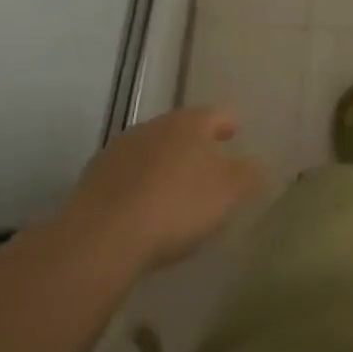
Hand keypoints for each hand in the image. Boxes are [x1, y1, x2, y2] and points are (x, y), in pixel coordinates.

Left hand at [68, 106, 268, 274]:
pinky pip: (126, 174)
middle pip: (181, 129)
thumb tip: (258, 164)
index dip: (229, 124)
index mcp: (190, 124)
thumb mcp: (228, 193)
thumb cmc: (177, 206)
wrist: (102, 237)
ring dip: (164, 163)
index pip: (217, 114)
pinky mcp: (94, 177)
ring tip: (174, 189)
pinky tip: (142, 208)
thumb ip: (249, 175)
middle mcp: (155, 126)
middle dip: (195, 144)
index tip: (235, 134)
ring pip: (152, 149)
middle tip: (208, 165)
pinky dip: (138, 184)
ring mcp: (120, 149)